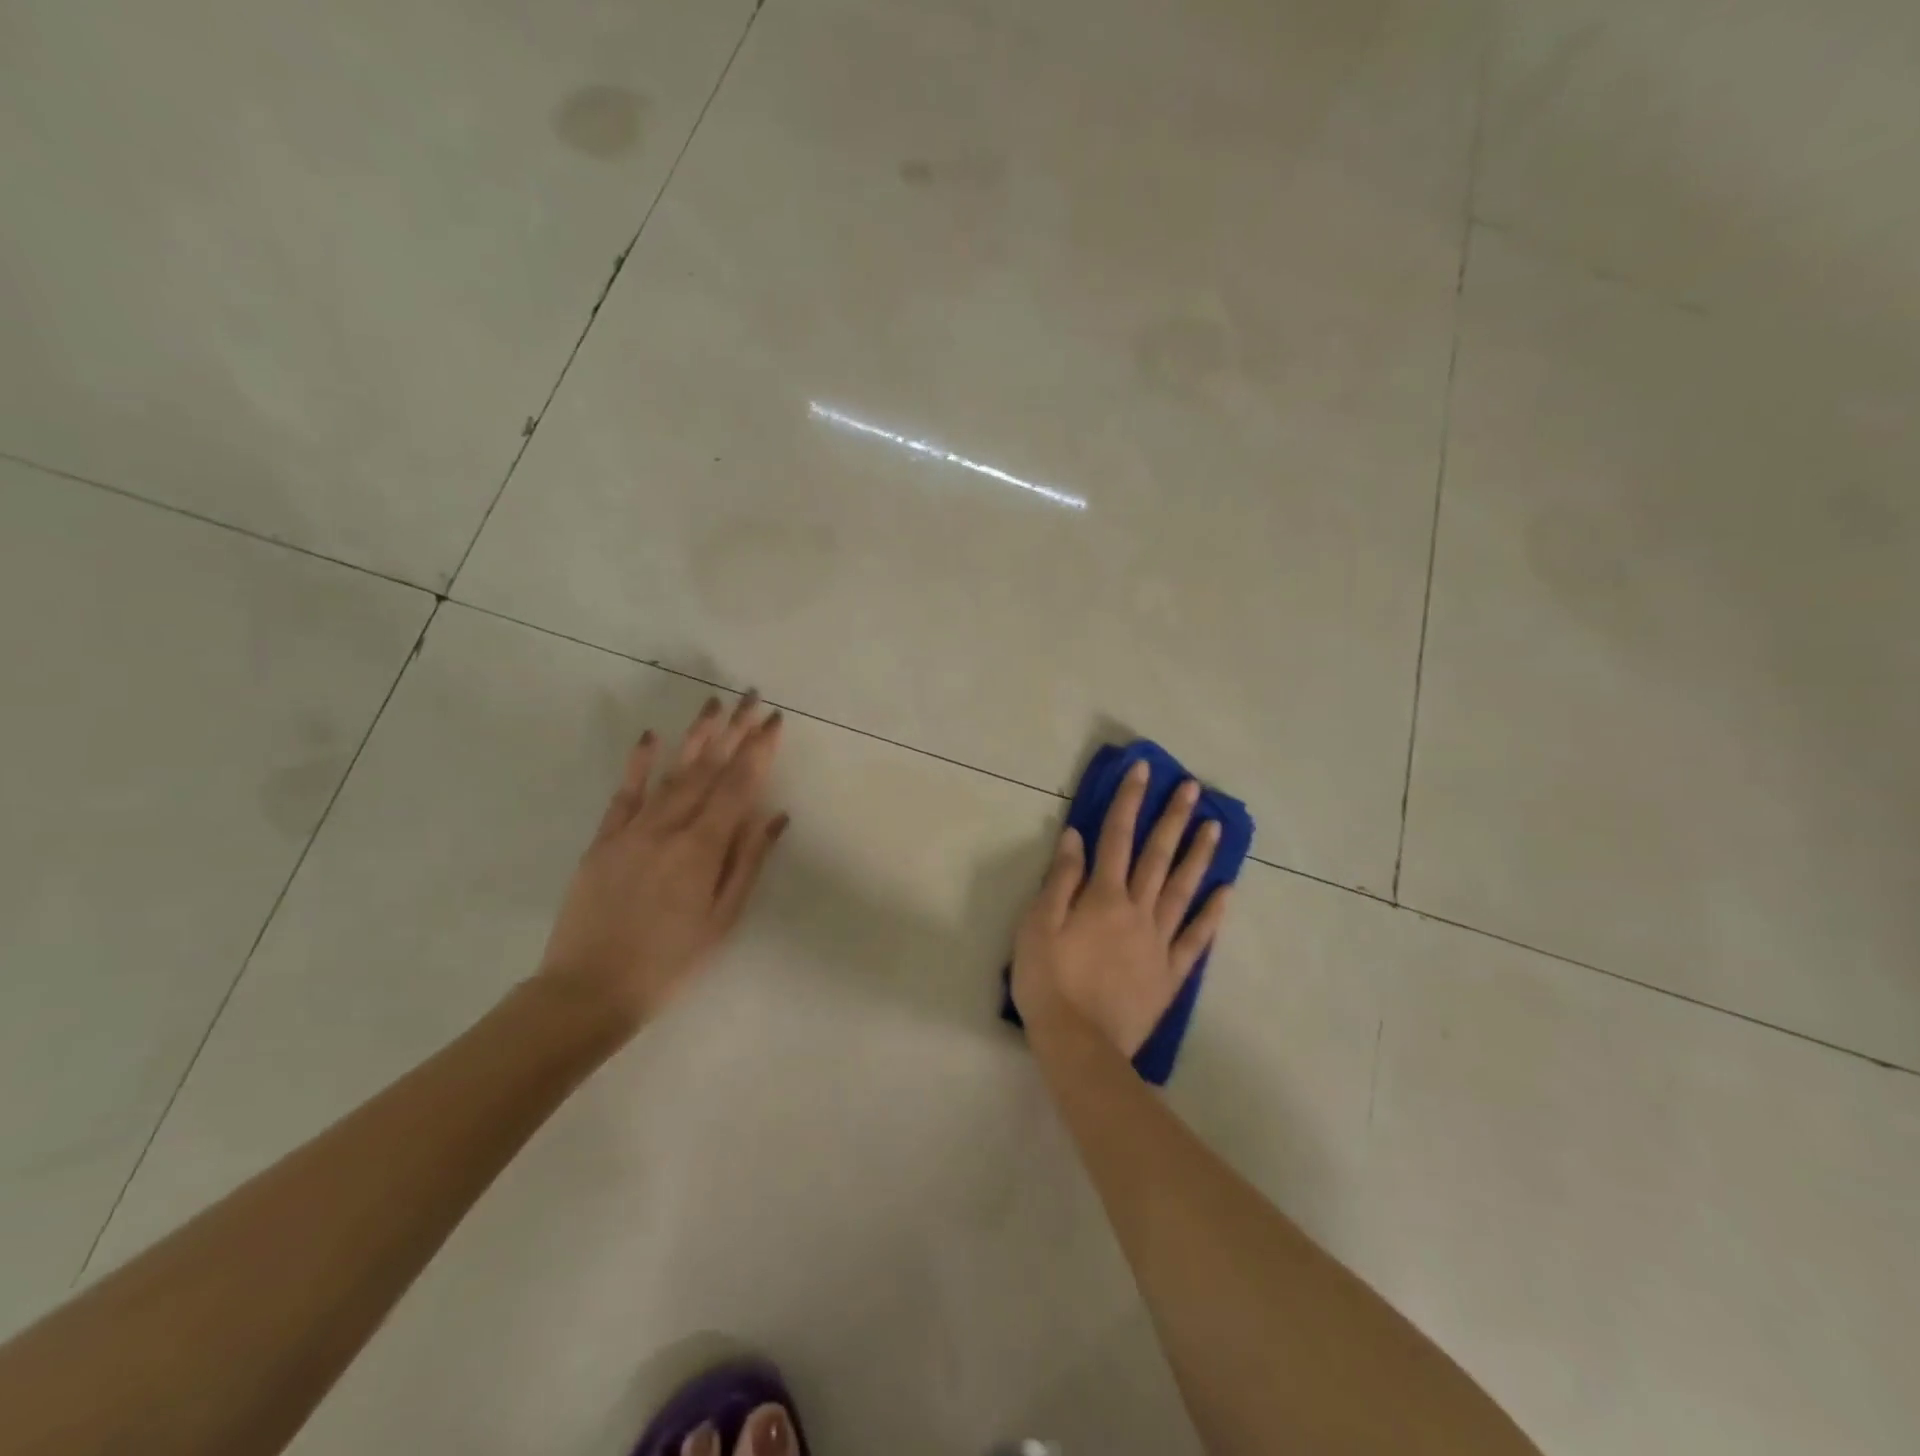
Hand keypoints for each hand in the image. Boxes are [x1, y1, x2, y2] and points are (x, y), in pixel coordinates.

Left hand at [537, 693, 787, 1029]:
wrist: (589, 990)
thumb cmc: (670, 962)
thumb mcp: (721, 919)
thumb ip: (747, 862)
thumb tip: (774, 816)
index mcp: (703, 849)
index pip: (738, 786)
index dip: (758, 751)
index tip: (773, 721)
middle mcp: (670, 828)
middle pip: (708, 770)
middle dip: (733, 731)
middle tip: (751, 697)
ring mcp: (633, 830)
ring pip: (672, 773)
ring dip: (695, 736)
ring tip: (713, 704)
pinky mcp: (604, 840)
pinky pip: (625, 794)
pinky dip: (639, 764)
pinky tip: (651, 737)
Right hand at [1011, 761, 1230, 1056]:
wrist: (1079, 1044)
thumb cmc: (1049, 981)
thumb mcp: (1038, 925)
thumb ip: (1060, 880)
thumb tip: (1075, 837)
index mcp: (1103, 896)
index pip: (1116, 837)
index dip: (1129, 801)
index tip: (1143, 770)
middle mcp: (1137, 910)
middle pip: (1157, 856)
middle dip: (1172, 819)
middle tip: (1193, 789)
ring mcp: (1159, 942)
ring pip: (1183, 889)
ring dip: (1199, 856)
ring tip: (1215, 828)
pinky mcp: (1170, 973)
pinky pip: (1196, 938)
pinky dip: (1211, 915)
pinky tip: (1225, 893)